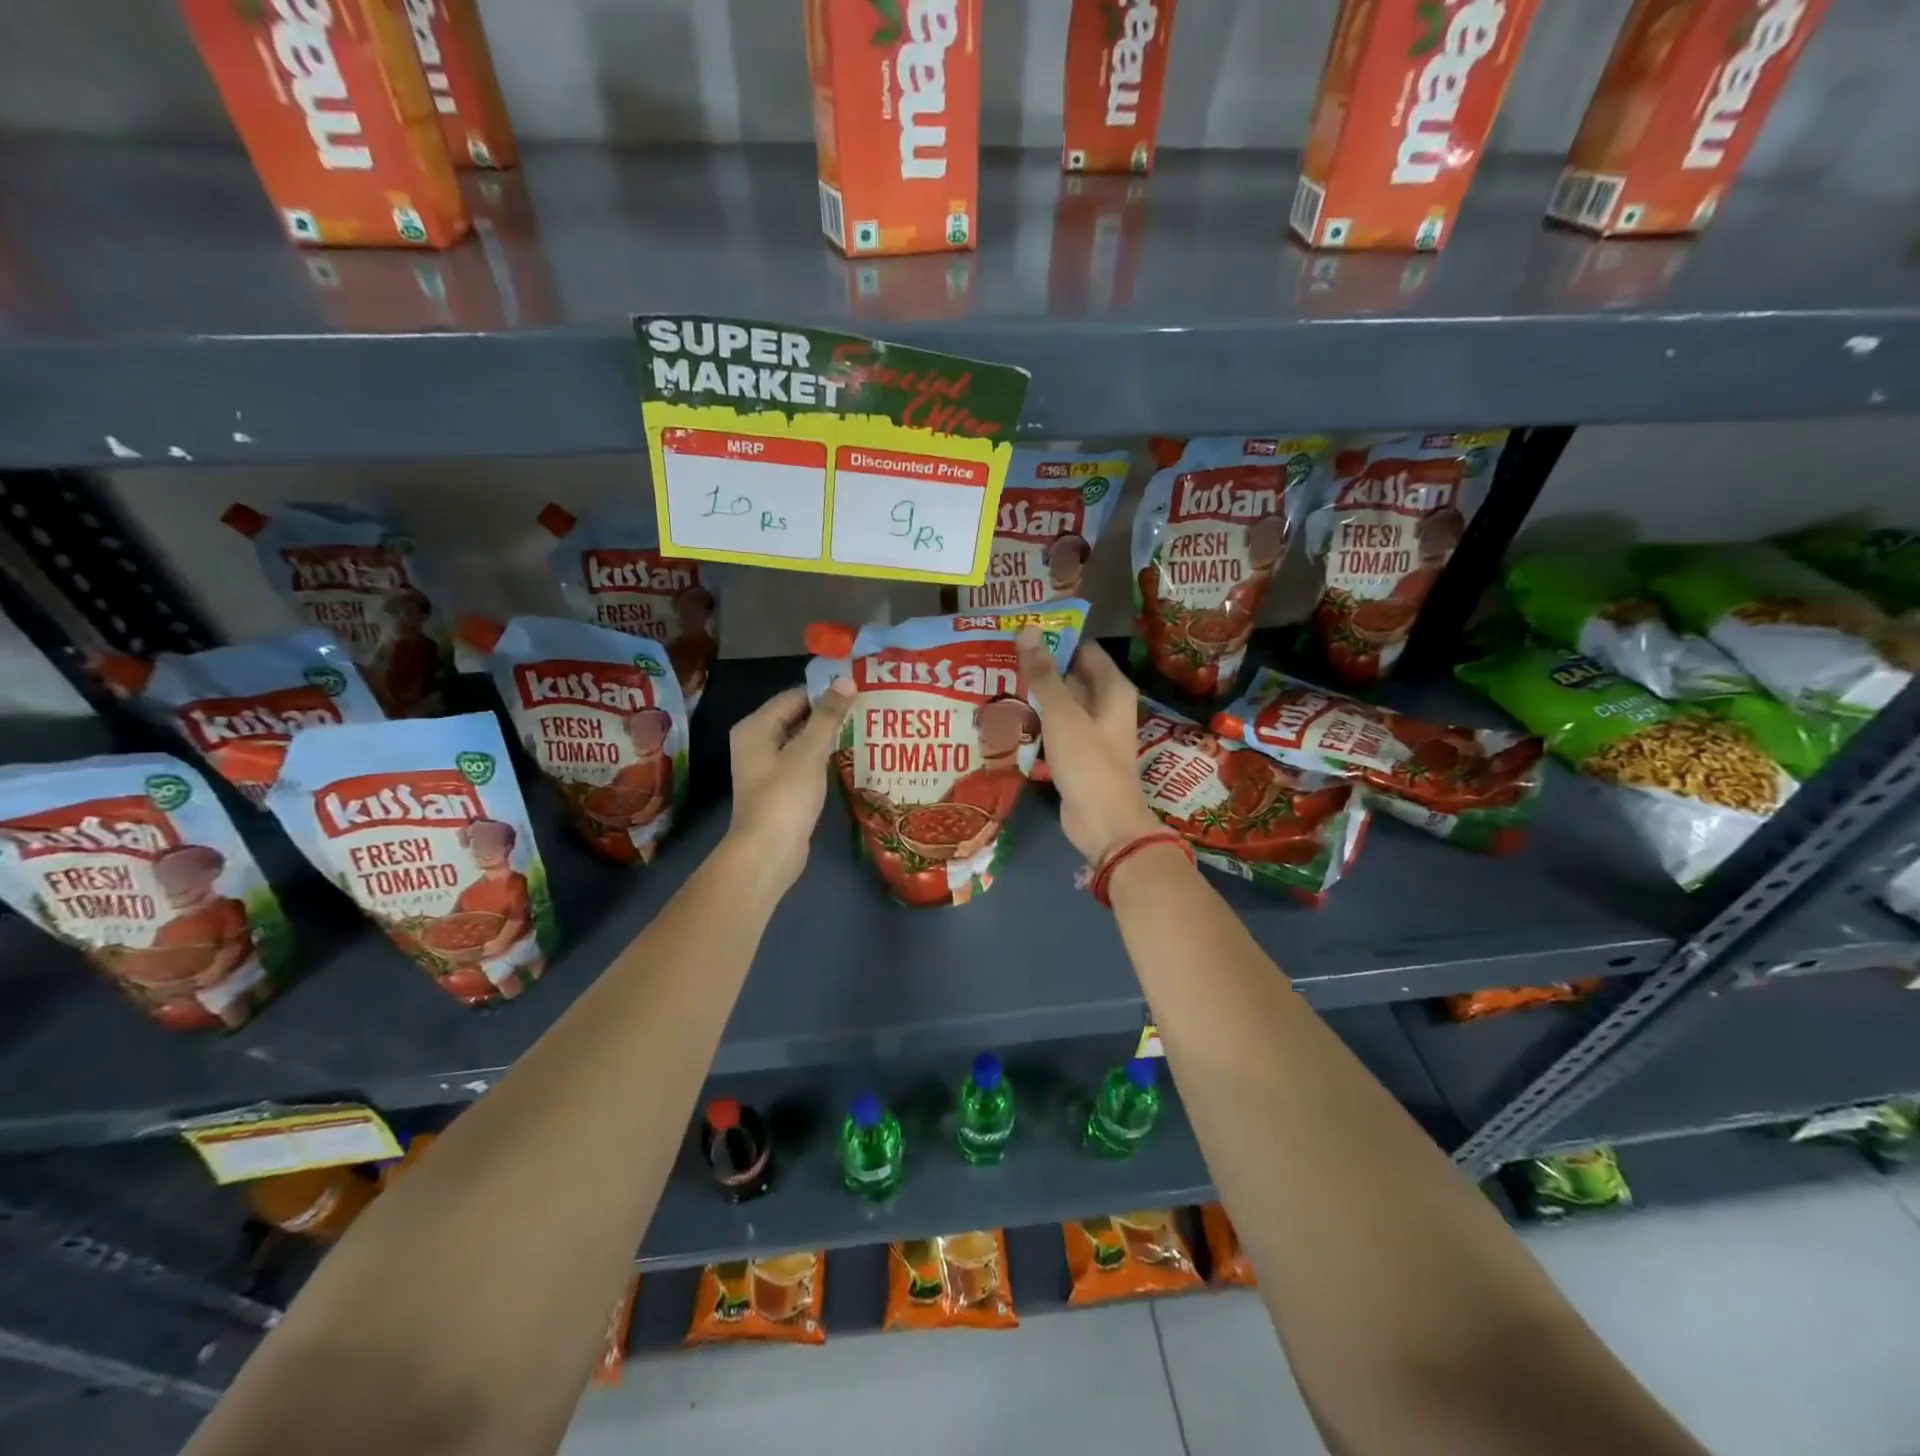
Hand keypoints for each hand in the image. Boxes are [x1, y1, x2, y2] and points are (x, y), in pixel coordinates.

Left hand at [726, 678, 856, 890]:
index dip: (825, 692)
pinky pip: (803, 761)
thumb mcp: (809, 752)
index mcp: (755, 727)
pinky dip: (822, 757)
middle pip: (796, 716)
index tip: (859, 690)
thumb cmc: (785, 797)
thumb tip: (847, 680)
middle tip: (867, 707)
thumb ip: (828, 715)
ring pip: (801, 740)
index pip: (795, 696)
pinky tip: (848, 756)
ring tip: (864, 727)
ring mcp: (766, 766)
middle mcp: (756, 742)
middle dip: (829, 713)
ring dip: (828, 735)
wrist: (768, 852)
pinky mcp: (779, 787)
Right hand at [1017, 628, 1162, 861]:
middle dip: (1039, 668)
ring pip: (1061, 705)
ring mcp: (1093, 732)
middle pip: (1071, 676)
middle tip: (999, 659)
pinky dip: (1037, 724)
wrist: (1104, 823)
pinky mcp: (1078, 755)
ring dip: (1034, 698)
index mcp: (1112, 688)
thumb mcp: (1062, 714)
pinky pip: (1056, 730)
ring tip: (995, 685)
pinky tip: (1007, 721)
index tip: (1019, 634)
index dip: (1054, 639)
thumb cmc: (1088, 762)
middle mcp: (1106, 705)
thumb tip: (1027, 630)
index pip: (1082, 650)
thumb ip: (1043, 674)